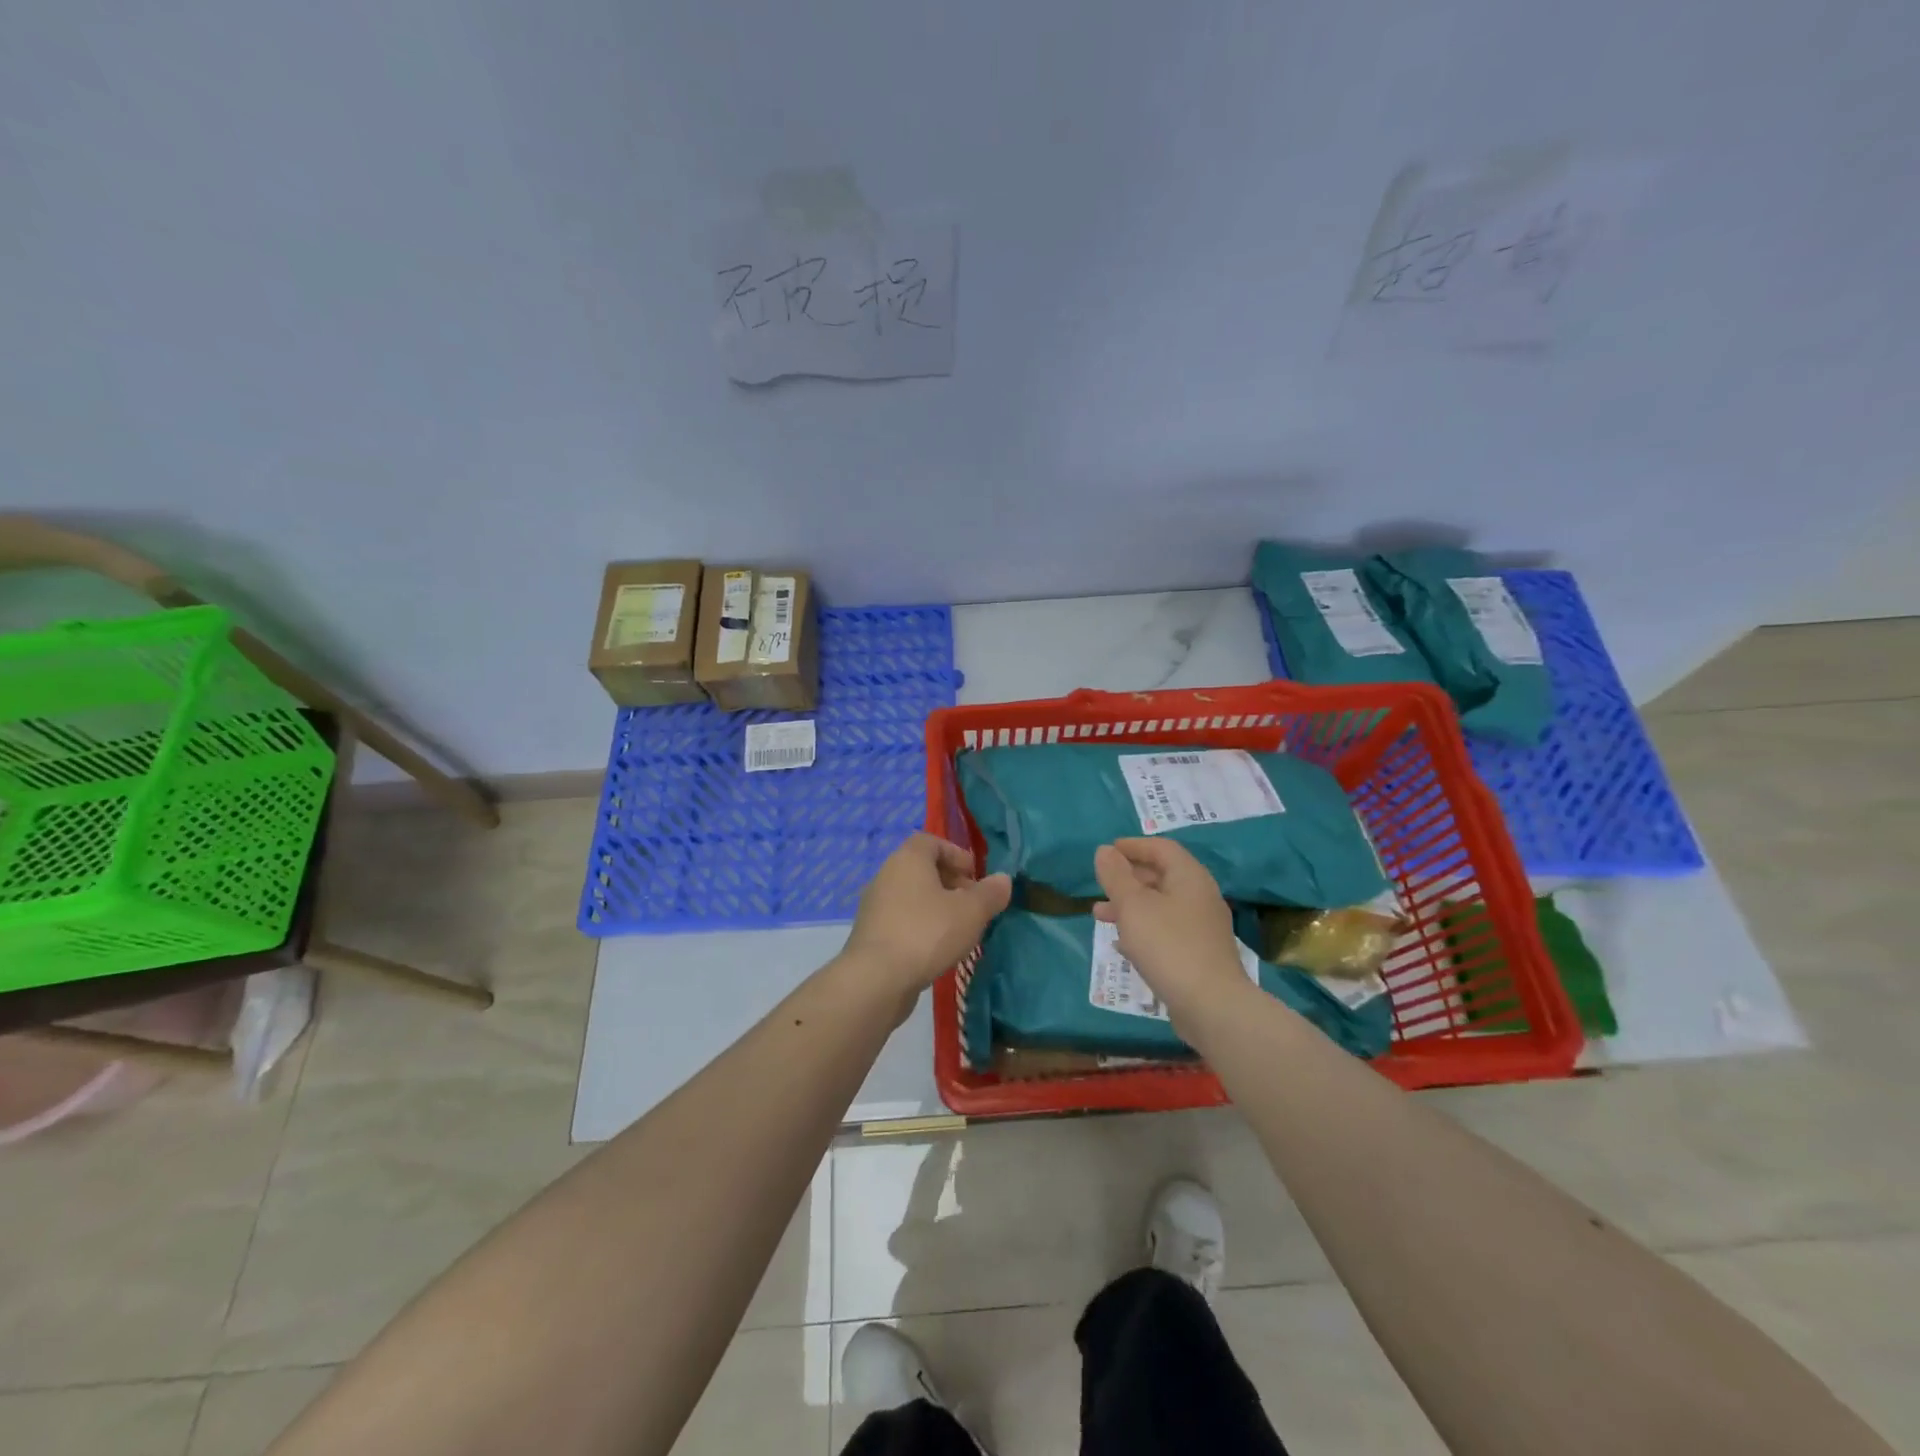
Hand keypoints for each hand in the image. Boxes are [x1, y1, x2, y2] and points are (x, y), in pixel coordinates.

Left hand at [843, 833, 1011, 1000]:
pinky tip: (937, 948)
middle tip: (972, 904)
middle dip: (950, 882)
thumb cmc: (927, 933)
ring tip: (959, 929)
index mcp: (908, 859)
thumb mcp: (970, 912)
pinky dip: (920, 926)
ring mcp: (874, 906)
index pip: (931, 841)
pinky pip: (901, 920)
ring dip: (936, 906)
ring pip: (911, 896)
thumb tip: (1003, 879)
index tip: (974, 875)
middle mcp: (886, 875)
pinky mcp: (871, 934)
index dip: (955, 854)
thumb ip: (990, 893)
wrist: (876, 978)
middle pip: (921, 869)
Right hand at [1093, 838, 1250, 1022]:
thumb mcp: (1133, 906)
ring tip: (1099, 916)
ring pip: (1161, 906)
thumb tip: (1104, 850)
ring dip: (1130, 906)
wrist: (1212, 1006)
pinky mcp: (1199, 954)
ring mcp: (1202, 928)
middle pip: (1161, 876)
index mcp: (1189, 877)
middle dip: (1127, 878)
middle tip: (1100, 885)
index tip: (1107, 851)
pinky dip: (1143, 929)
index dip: (1133, 846)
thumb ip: (1116, 876)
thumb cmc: (1168, 946)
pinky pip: (1166, 931)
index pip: (1161, 848)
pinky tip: (1122, 945)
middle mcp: (1200, 896)